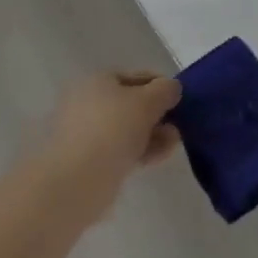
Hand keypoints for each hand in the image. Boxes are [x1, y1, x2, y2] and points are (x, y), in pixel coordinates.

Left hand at [38, 71, 182, 220]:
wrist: (77, 180)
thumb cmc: (113, 129)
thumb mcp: (147, 101)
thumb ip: (164, 91)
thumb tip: (171, 88)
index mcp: (98, 80)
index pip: (137, 77)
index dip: (161, 86)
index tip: (180, 101)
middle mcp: (89, 101)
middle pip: (132, 104)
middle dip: (157, 114)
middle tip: (178, 125)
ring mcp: (86, 132)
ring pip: (127, 128)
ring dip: (152, 133)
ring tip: (173, 143)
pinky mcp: (88, 160)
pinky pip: (120, 149)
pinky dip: (139, 150)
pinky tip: (157, 158)